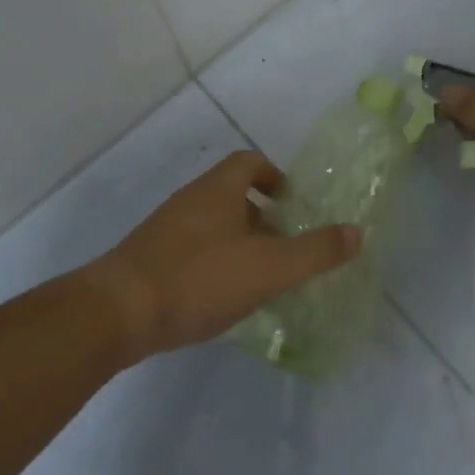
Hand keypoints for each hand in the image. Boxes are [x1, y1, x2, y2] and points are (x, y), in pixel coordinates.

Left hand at [83, 151, 360, 361]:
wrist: (119, 312)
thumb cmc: (199, 278)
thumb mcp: (269, 267)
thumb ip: (315, 251)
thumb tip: (356, 233)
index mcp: (218, 189)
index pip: (250, 162)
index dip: (276, 176)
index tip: (295, 205)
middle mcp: (191, 200)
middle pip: (233, 194)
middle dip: (264, 217)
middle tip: (287, 248)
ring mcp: (167, 230)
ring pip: (213, 226)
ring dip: (240, 243)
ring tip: (263, 278)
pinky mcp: (151, 260)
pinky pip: (194, 251)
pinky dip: (216, 265)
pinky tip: (225, 299)